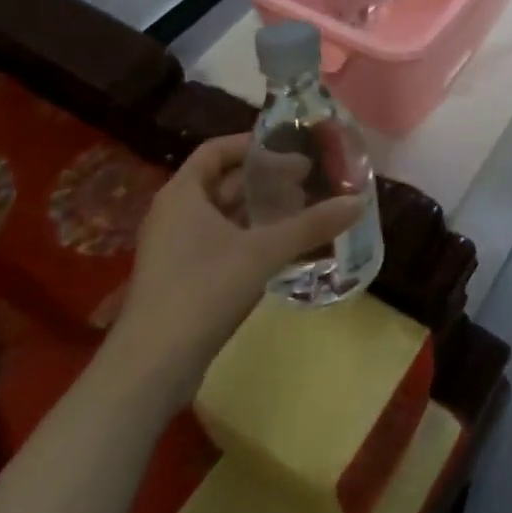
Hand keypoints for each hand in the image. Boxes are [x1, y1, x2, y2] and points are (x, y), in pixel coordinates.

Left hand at [106, 134, 363, 409]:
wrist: (152, 367)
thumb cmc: (203, 290)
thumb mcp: (264, 251)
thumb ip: (311, 225)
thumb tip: (359, 202)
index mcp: (182, 194)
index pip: (216, 150)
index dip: (253, 145)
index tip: (291, 148)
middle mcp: (174, 214)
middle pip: (223, 182)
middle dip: (265, 180)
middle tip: (308, 180)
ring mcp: (175, 249)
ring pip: (223, 215)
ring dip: (260, 211)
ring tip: (303, 210)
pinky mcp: (182, 279)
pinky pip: (220, 243)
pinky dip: (250, 237)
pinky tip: (282, 248)